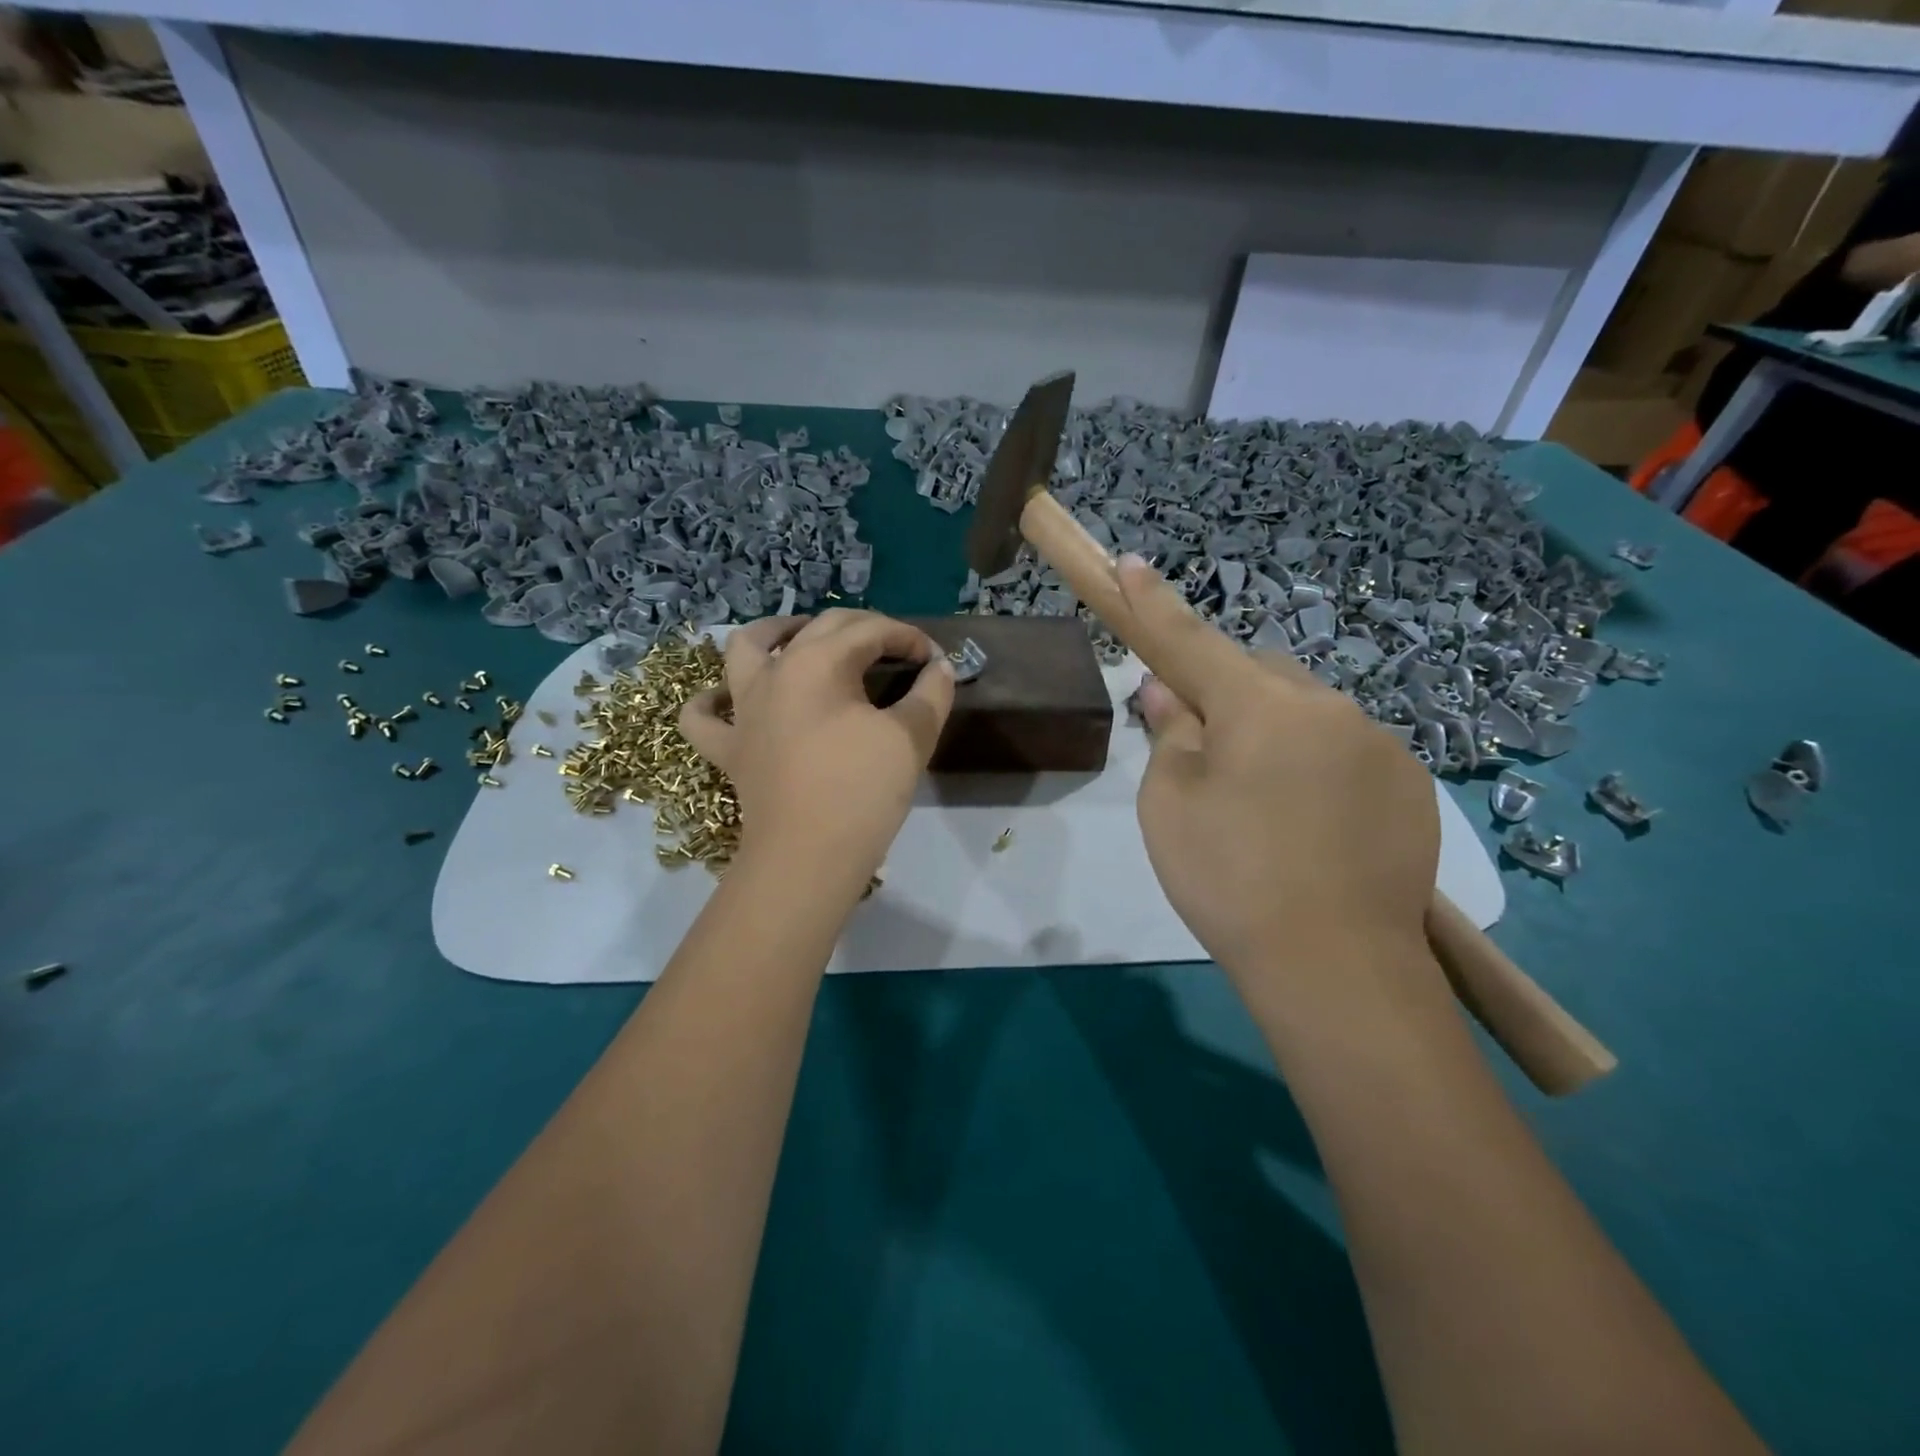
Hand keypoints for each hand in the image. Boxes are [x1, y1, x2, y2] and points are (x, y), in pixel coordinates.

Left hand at [679, 611, 954, 887]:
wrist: (808, 857)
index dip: (909, 638)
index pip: (871, 631)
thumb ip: (931, 694)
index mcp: (818, 662)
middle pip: (819, 628)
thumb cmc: (862, 791)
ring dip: (775, 632)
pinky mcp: (728, 748)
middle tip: (895, 649)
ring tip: (801, 635)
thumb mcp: (911, 738)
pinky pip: (704, 716)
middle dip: (864, 628)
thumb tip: (939, 668)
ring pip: (744, 648)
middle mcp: (773, 672)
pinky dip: (713, 701)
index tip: (935, 659)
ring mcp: (743, 710)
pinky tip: (728, 699)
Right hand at [1117, 556, 1438, 977]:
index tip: (1131, 562)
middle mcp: (1328, 705)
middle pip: (1259, 675)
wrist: (1338, 968)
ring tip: (1263, 807)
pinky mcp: (1411, 784)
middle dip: (1227, 695)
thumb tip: (1169, 693)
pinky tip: (1311, 827)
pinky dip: (1317, 766)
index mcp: (1261, 705)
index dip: (1154, 604)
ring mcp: (1379, 743)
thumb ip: (1170, 735)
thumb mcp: (1171, 806)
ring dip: (1276, 734)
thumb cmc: (1231, 879)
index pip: (1191, 641)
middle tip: (1204, 755)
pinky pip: (1346, 750)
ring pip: (1306, 713)